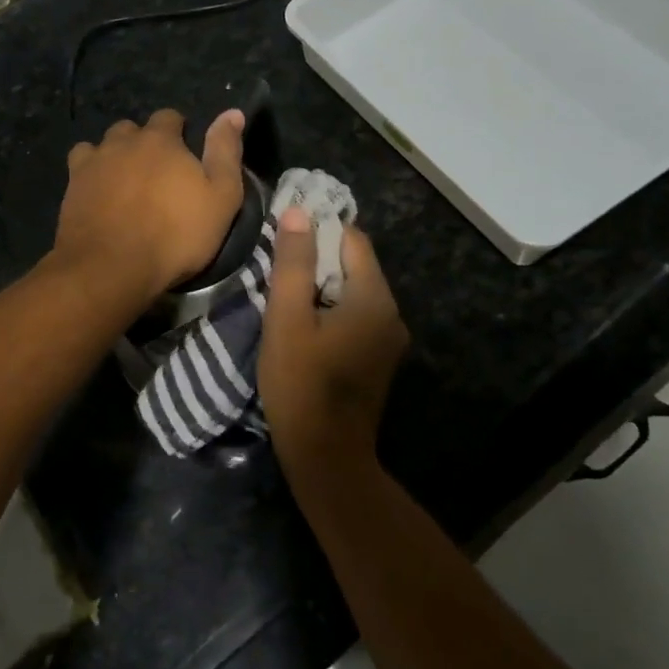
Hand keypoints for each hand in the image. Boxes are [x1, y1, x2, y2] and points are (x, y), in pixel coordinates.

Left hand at [51, 109, 245, 305]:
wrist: (113, 267)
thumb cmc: (176, 234)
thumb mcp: (221, 197)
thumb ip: (225, 152)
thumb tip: (233, 112)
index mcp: (161, 139)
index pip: (169, 117)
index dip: (178, 132)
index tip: (184, 154)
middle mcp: (122, 141)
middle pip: (132, 129)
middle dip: (143, 143)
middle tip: (155, 173)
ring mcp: (92, 162)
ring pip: (102, 145)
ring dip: (114, 155)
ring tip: (123, 182)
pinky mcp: (71, 186)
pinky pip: (79, 166)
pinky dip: (90, 173)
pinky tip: (97, 192)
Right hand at [260, 207, 408, 476]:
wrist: (326, 456)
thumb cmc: (301, 384)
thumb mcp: (287, 319)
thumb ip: (293, 264)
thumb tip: (297, 212)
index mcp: (374, 298)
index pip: (352, 240)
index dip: (318, 231)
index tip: (284, 237)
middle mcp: (391, 313)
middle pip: (355, 266)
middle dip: (317, 261)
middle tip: (277, 268)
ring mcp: (389, 340)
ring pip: (353, 293)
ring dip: (321, 288)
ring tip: (284, 297)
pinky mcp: (379, 360)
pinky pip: (356, 318)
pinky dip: (331, 312)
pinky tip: (303, 327)